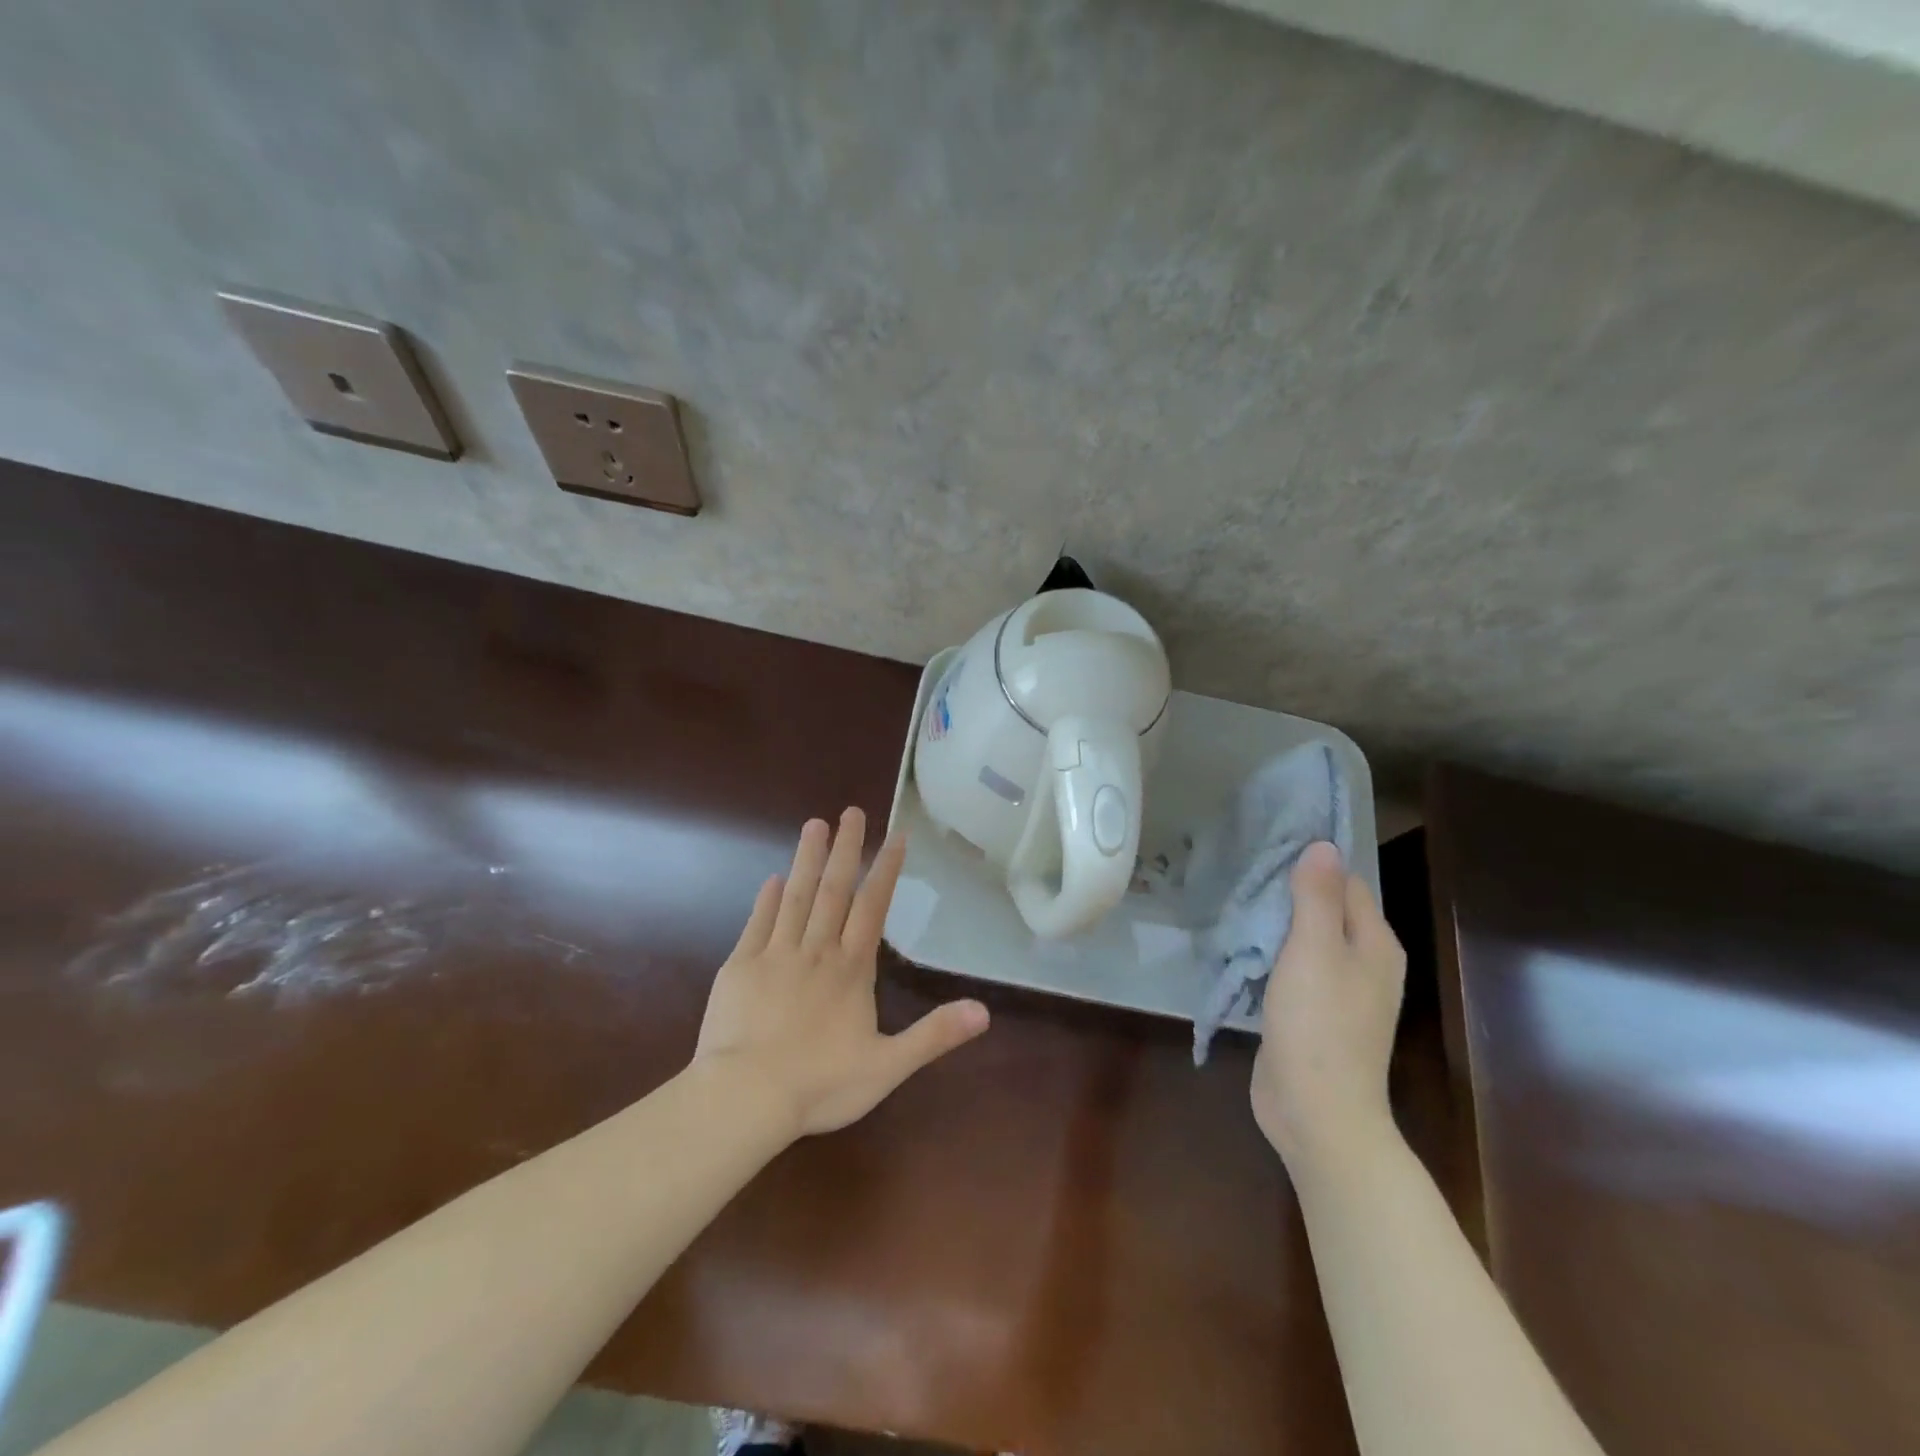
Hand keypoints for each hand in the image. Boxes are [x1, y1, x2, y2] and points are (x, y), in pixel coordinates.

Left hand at [695, 808, 989, 1138]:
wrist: (745, 1098)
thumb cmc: (820, 1084)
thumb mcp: (888, 1066)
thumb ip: (934, 1035)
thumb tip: (984, 1011)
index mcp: (851, 969)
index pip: (873, 907)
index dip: (886, 869)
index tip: (895, 836)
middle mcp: (816, 950)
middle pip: (834, 890)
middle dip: (846, 849)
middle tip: (851, 811)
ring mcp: (775, 955)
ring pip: (795, 896)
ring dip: (807, 859)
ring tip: (814, 825)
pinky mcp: (740, 967)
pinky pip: (757, 923)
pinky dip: (766, 899)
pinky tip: (772, 879)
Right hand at [1251, 841, 1406, 1173]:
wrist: (1316, 1113)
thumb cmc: (1319, 1024)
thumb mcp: (1315, 950)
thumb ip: (1317, 897)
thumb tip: (1323, 845)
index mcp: (1375, 944)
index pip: (1347, 884)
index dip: (1312, 864)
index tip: (1268, 847)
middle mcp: (1365, 965)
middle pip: (1327, 911)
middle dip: (1289, 892)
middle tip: (1242, 873)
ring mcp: (1339, 994)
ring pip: (1306, 941)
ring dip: (1276, 925)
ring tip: (1235, 903)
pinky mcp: (1312, 1017)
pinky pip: (1293, 971)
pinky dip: (1270, 956)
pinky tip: (1242, 950)